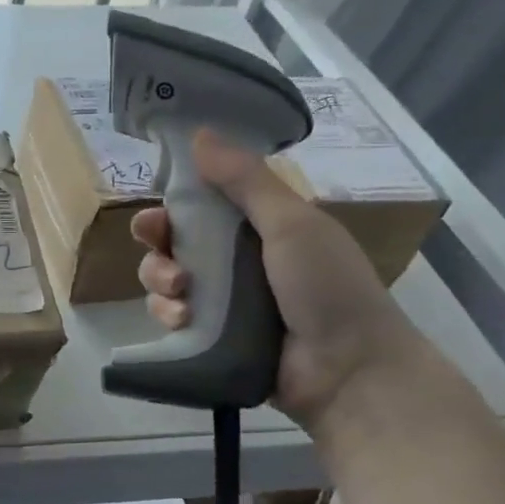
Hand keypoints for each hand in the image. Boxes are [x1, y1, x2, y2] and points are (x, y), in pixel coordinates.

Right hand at [133, 129, 429, 430]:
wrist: (346, 370)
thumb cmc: (326, 287)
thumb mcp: (291, 223)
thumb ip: (245, 179)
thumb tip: (200, 132)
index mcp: (260, 227)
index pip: (202, 206)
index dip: (174, 204)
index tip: (160, 206)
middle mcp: (237, 261)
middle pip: (175, 242)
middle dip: (158, 243)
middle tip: (158, 247)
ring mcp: (222, 302)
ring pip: (166, 279)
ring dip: (160, 279)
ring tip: (179, 292)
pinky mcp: (210, 337)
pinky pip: (171, 317)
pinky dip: (168, 314)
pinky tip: (182, 319)